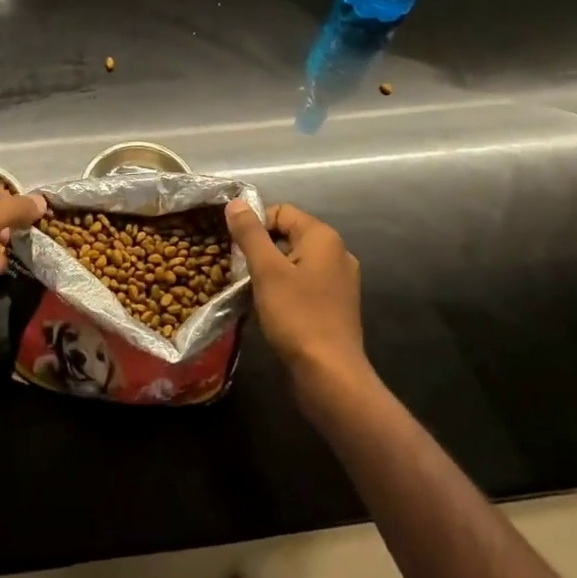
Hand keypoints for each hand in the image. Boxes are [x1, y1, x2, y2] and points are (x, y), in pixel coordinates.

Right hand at [225, 200, 369, 394]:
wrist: (330, 375)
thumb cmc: (297, 316)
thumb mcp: (266, 270)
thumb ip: (250, 233)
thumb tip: (236, 202)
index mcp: (323, 238)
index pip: (281, 211)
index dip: (255, 224)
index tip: (236, 249)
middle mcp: (337, 253)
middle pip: (289, 235)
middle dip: (262, 249)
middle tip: (240, 271)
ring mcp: (340, 281)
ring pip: (295, 261)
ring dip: (272, 271)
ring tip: (252, 290)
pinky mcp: (336, 305)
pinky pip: (305, 283)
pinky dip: (286, 289)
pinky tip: (272, 308)